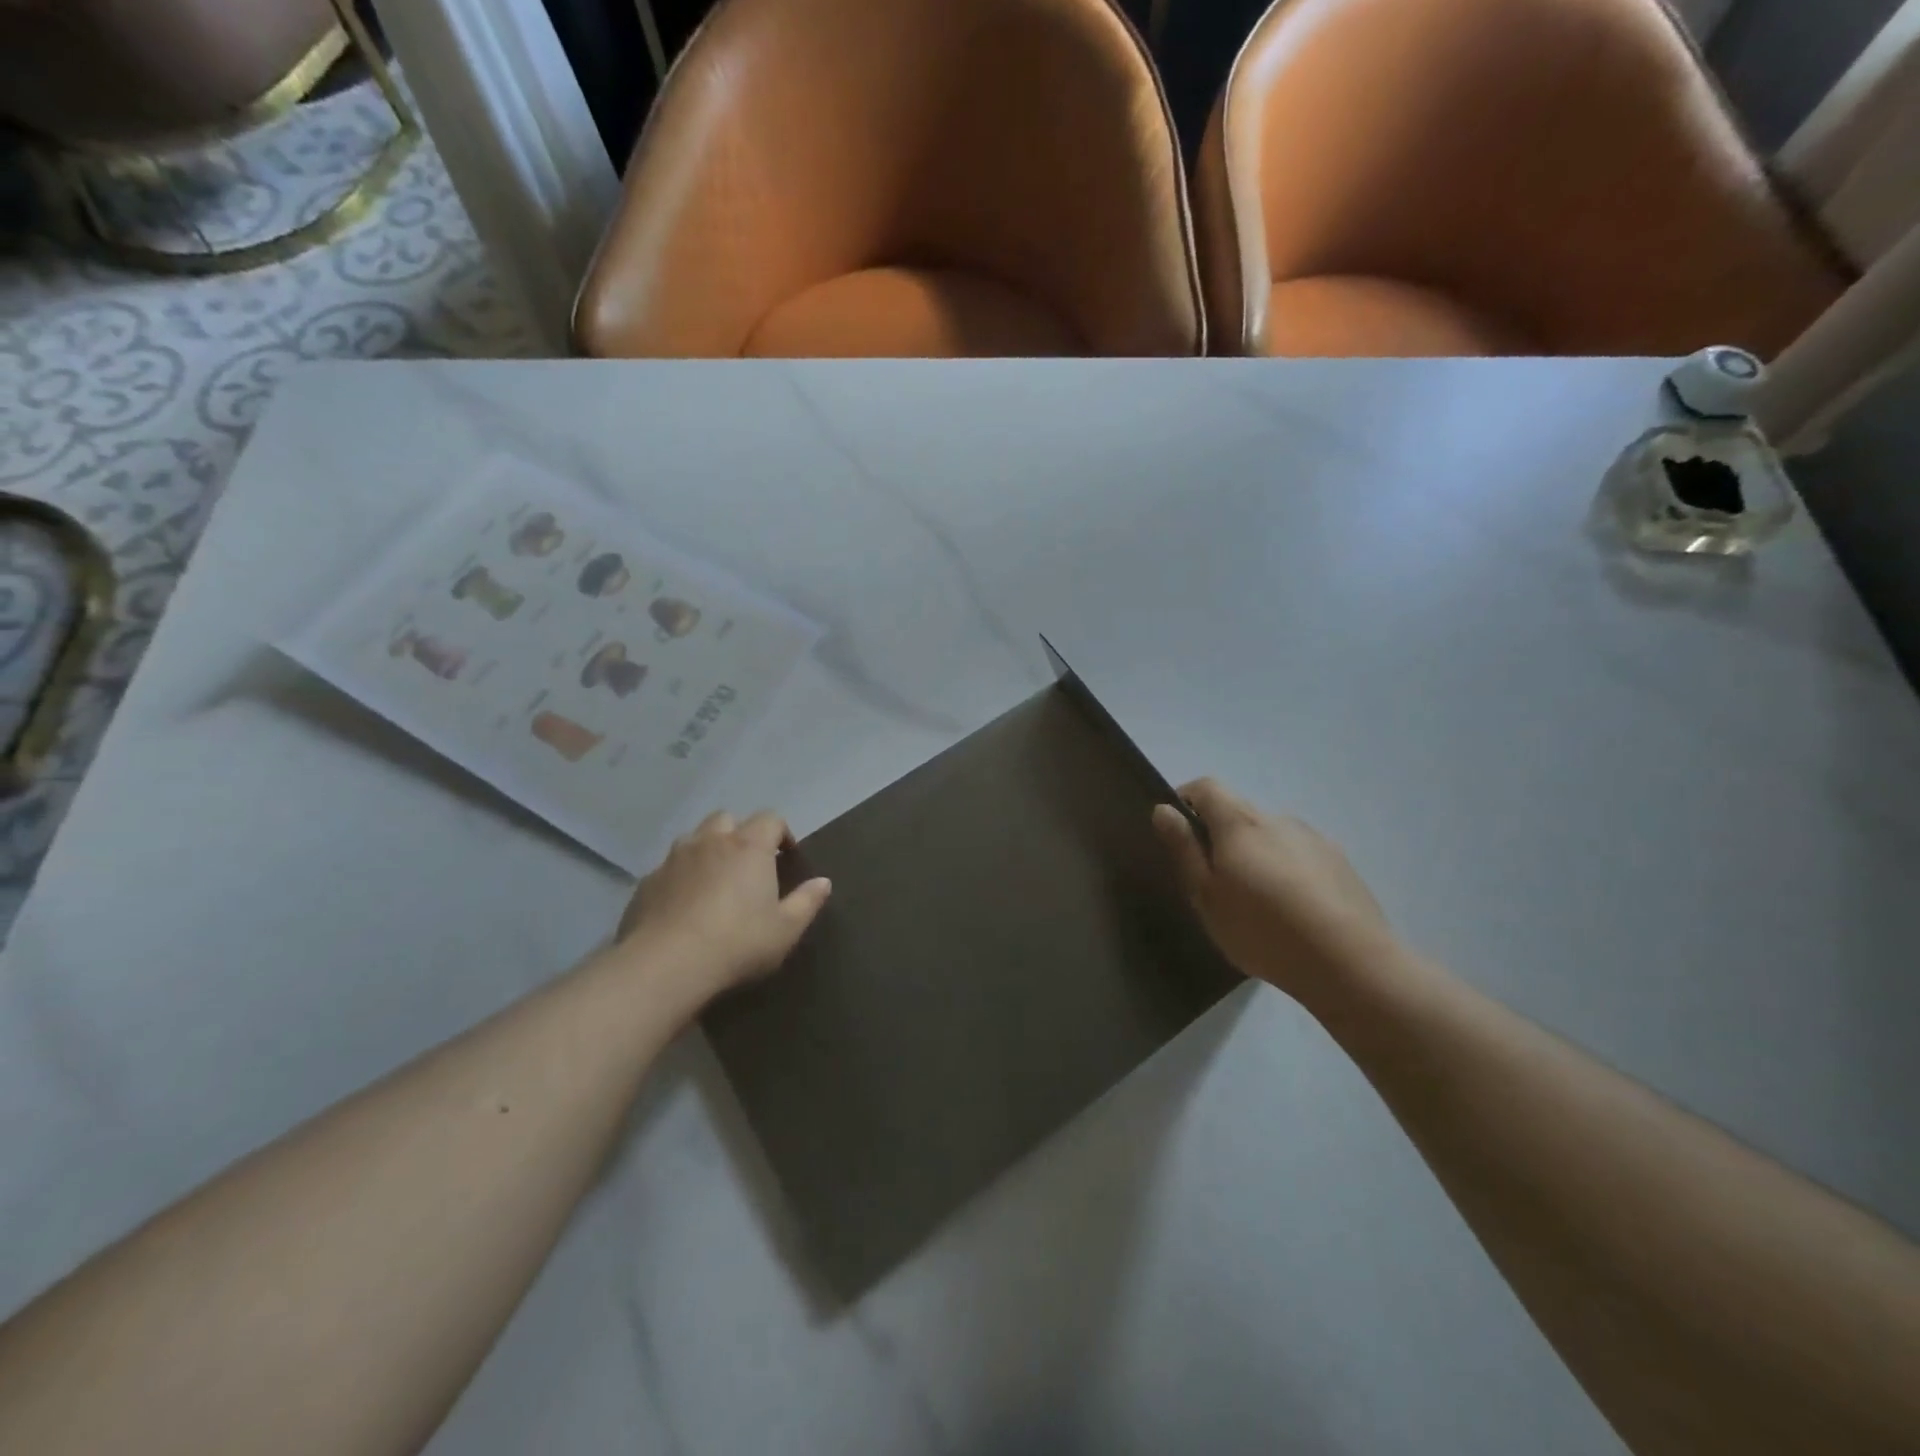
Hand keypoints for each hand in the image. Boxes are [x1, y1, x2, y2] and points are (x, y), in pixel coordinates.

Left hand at [615, 810, 830, 996]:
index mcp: (749, 847)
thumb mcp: (785, 929)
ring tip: (713, 880)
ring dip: (707, 850)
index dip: (781, 833)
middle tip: (747, 864)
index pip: (771, 819)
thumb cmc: (737, 943)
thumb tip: (823, 882)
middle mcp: (711, 841)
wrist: (666, 965)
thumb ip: (807, 902)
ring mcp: (674, 859)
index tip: (787, 856)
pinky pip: (668, 868)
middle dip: (739, 833)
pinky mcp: (647, 882)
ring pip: (693, 839)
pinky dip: (680, 877)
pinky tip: (682, 905)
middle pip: (727, 819)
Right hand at [1153, 778, 1391, 1000]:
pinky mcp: (1340, 862)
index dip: (1186, 799)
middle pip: (1239, 812)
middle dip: (1220, 836)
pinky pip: (1299, 855)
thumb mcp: (1206, 895)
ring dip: (1256, 855)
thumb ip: (1184, 848)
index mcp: (1240, 822)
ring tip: (1259, 904)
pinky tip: (1293, 911)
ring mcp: (1313, 838)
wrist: (1350, 962)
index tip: (1178, 832)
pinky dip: (1286, 870)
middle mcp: (1277, 818)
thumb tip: (1163, 810)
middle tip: (1216, 882)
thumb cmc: (1262, 929)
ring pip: (1270, 835)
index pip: (1206, 786)